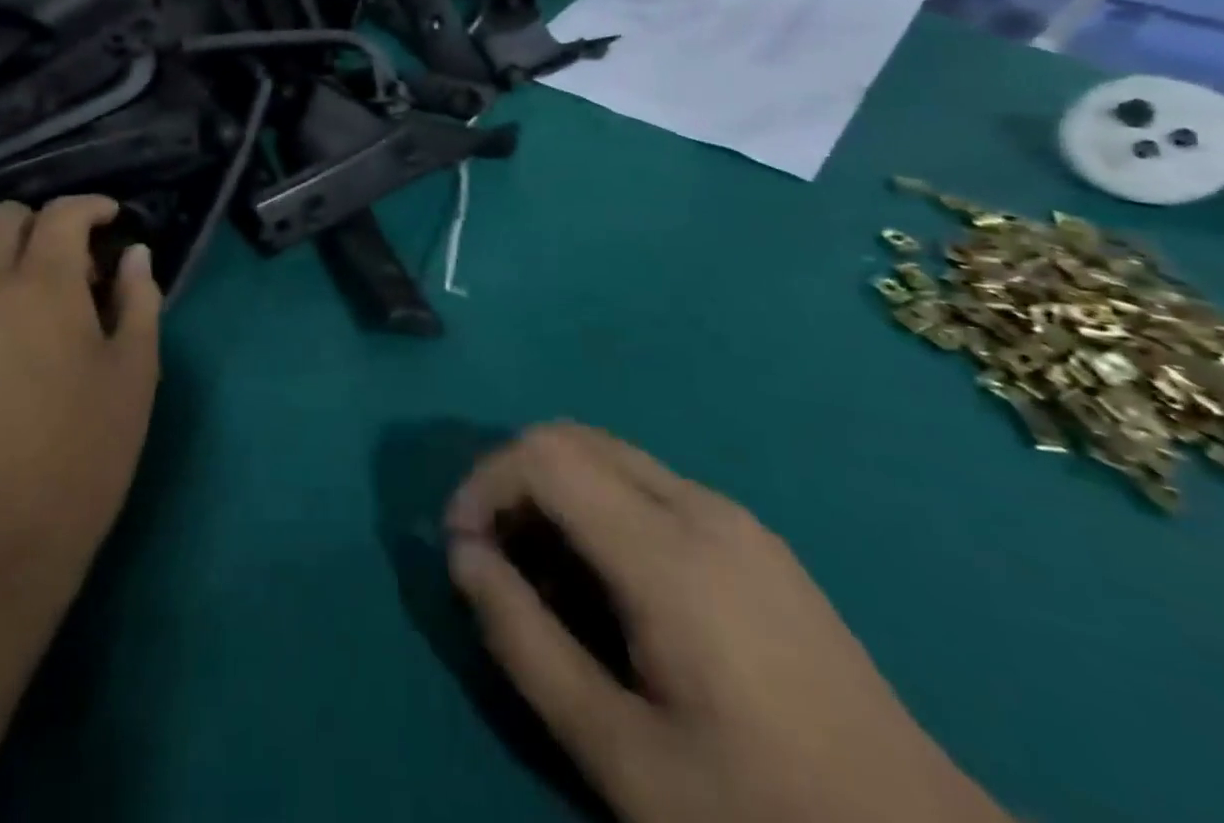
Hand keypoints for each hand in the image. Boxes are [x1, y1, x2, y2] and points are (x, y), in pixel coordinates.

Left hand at [0, 196, 160, 604]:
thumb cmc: (86, 450)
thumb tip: (133, 254)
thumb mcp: (136, 371)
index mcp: (44, 286)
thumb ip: (139, 298)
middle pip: (1, 218)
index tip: (110, 219)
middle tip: (71, 261)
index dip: (90, 206)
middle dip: (40, 222)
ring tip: (24, 289)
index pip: (61, 214)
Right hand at [445, 424, 1010, 822]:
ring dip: (555, 492)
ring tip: (542, 574)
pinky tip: (607, 582)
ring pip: (610, 457)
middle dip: (513, 479)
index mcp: (668, 551)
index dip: (484, 482)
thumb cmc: (762, 812)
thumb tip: (462, 556)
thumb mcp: (622, 754)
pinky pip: (649, 486)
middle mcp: (700, 506)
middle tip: (492, 554)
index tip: (461, 546)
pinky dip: (599, 506)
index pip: (544, 455)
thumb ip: (526, 643)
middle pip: (573, 438)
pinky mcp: (754, 539)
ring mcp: (735, 516)